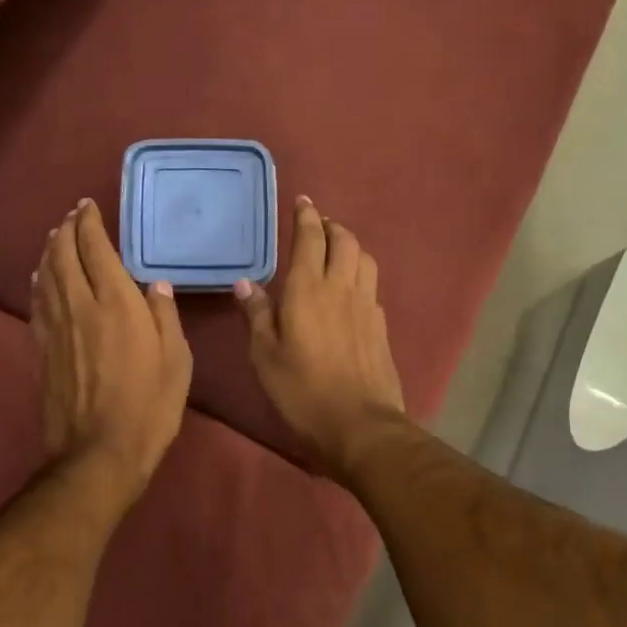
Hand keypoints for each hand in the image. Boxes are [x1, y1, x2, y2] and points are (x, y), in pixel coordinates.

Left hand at [33, 198, 192, 505]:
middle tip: (71, 216)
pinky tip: (39, 277)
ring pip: (46, 277)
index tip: (88, 207)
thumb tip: (155, 285)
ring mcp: (57, 328)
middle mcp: (81, 306)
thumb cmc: (148, 407)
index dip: (89, 224)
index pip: (96, 250)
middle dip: (66, 230)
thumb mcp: (176, 362)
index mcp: (117, 304)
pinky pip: (37, 304)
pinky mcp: (43, 350)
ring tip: (54, 237)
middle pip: (64, 256)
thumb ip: (165, 317)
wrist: (99, 453)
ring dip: (49, 252)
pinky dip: (38, 283)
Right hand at [235, 198, 406, 479]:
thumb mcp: (265, 356)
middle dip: (331, 225)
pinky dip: (360, 273)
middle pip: (344, 241)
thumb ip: (256, 315)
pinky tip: (351, 288)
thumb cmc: (302, 391)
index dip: (306, 216)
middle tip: (317, 223)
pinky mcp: (381, 325)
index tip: (303, 201)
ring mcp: (366, 305)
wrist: (360, 424)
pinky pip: (371, 285)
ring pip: (364, 258)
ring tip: (336, 248)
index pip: (310, 238)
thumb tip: (246, 283)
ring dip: (350, 245)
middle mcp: (341, 288)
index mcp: (307, 290)